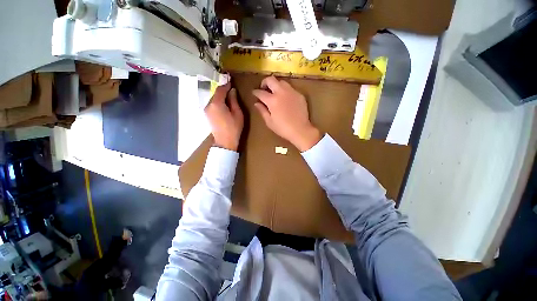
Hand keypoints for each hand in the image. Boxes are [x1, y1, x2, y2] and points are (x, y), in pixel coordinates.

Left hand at [205, 82, 243, 150]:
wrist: (225, 142)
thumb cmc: (233, 128)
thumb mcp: (237, 114)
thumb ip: (234, 100)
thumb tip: (232, 91)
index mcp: (216, 104)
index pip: (220, 90)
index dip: (226, 85)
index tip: (231, 81)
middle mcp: (208, 105)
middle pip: (216, 93)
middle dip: (223, 90)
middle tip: (231, 89)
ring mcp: (206, 110)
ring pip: (214, 99)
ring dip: (221, 96)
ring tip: (229, 96)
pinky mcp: (207, 115)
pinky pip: (212, 104)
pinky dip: (218, 102)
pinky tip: (224, 104)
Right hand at [252, 76, 320, 151]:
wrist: (300, 130)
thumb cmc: (283, 128)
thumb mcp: (269, 122)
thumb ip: (262, 111)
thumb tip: (256, 103)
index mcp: (272, 100)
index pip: (260, 92)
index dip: (255, 92)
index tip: (254, 93)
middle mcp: (281, 92)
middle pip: (271, 79)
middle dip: (264, 82)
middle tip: (264, 89)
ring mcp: (291, 92)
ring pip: (281, 82)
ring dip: (276, 85)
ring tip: (275, 92)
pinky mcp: (299, 94)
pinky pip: (290, 88)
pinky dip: (285, 91)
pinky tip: (285, 98)